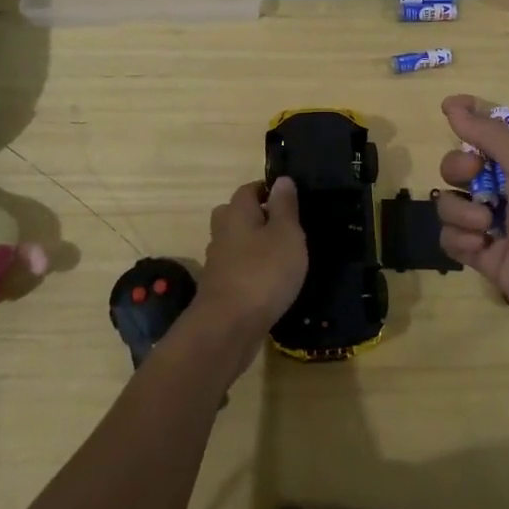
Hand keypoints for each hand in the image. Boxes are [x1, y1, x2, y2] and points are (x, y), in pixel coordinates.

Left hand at [196, 178, 308, 334]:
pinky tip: (269, 283)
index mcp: (237, 212)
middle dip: (257, 217)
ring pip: (235, 244)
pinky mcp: (220, 289)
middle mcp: (222, 232)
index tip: (291, 201)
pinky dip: (251, 271)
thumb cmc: (263, 272)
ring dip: (254, 246)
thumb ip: (285, 206)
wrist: (228, 328)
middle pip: (236, 215)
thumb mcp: (286, 234)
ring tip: (282, 257)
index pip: (249, 189)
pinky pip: (237, 269)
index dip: (269, 191)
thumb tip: (281, 180)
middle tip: (285, 228)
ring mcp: (217, 262)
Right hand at [435, 94, 508, 352]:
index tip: (446, 109)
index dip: (469, 115)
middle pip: (463, 165)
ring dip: (459, 211)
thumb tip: (453, 106)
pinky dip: (459, 240)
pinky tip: (479, 247)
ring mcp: (499, 225)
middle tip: (471, 176)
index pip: (494, 127)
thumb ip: (489, 133)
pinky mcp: (489, 258)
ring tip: (484, 226)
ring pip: (453, 203)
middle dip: (457, 167)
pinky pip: (453, 240)